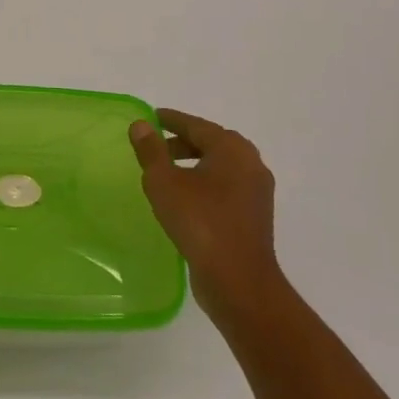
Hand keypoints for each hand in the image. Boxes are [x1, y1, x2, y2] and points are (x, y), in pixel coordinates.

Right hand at [129, 109, 282, 322]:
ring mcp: (257, 192)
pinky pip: (226, 187)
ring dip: (194, 163)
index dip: (172, 120)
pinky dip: (206, 183)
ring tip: (167, 173)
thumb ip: (151, 150)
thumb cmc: (199, 222)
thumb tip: (141, 125)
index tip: (152, 117)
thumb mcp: (164, 182)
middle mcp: (250, 164)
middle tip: (156, 146)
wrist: (239, 281)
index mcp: (231, 149)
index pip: (196, 125)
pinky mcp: (255, 216)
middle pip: (212, 143)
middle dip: (183, 141)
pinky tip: (186, 198)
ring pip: (220, 166)